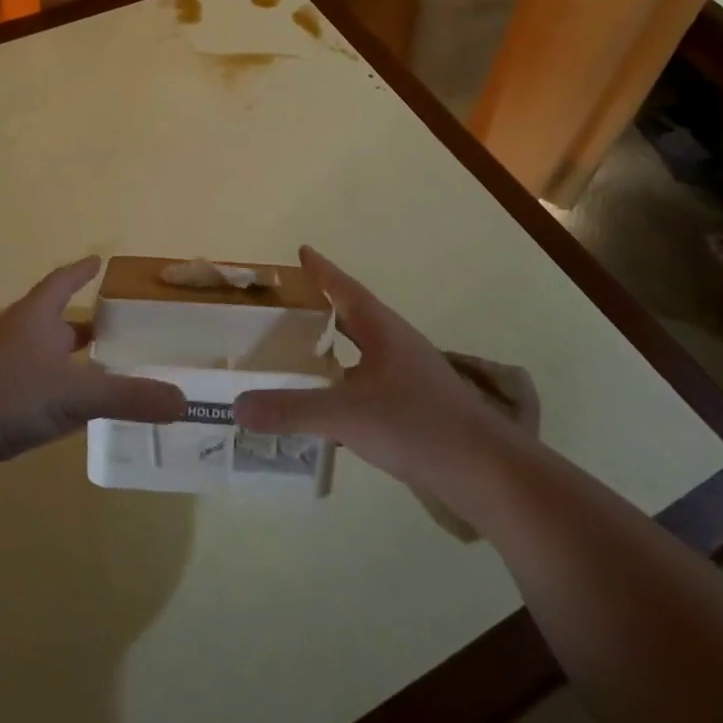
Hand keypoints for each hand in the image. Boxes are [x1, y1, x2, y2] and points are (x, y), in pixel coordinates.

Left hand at [0, 258, 184, 476]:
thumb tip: (183, 400)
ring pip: (45, 353)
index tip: (99, 260)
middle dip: (85, 322)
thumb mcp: (77, 394)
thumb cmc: (11, 396)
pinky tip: (73, 407)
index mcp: (35, 316)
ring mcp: (1, 366)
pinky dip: (57, 386)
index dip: (81, 271)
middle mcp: (17, 333)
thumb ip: (129, 397)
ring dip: (71, 356)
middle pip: (56, 318)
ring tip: (104, 366)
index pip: (62, 281)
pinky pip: (34, 383)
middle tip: (118, 325)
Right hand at [234, 248, 537, 492]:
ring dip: (334, 344)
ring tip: (300, 349)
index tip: (301, 251)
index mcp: (381, 329)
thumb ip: (292, 409)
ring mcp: (408, 375)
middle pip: (353, 314)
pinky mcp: (414, 405)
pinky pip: (368, 380)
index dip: (321, 270)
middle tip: (285, 303)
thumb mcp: (346, 414)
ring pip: (362, 349)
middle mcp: (395, 343)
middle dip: (322, 306)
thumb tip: (237, 405)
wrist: (485, 471)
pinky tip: (329, 401)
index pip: (344, 288)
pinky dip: (344, 380)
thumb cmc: (416, 424)